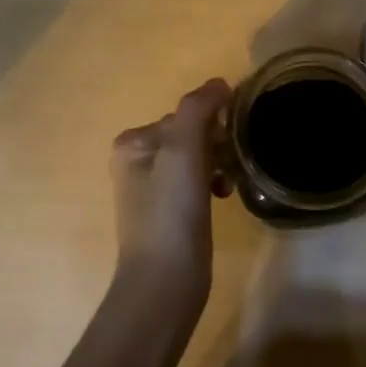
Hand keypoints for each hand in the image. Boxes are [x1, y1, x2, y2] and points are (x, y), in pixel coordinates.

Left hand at [110, 78, 230, 310]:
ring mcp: (152, 189)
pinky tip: (224, 196)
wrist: (164, 283)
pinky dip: (213, 183)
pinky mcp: (169, 213)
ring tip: (229, 182)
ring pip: (197, 158)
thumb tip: (219, 83)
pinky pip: (198, 181)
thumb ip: (198, 109)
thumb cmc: (170, 212)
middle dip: (216, 144)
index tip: (230, 140)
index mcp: (132, 142)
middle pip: (190, 134)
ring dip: (218, 163)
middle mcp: (136, 161)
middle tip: (232, 163)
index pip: (183, 114)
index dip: (211, 123)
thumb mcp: (182, 150)